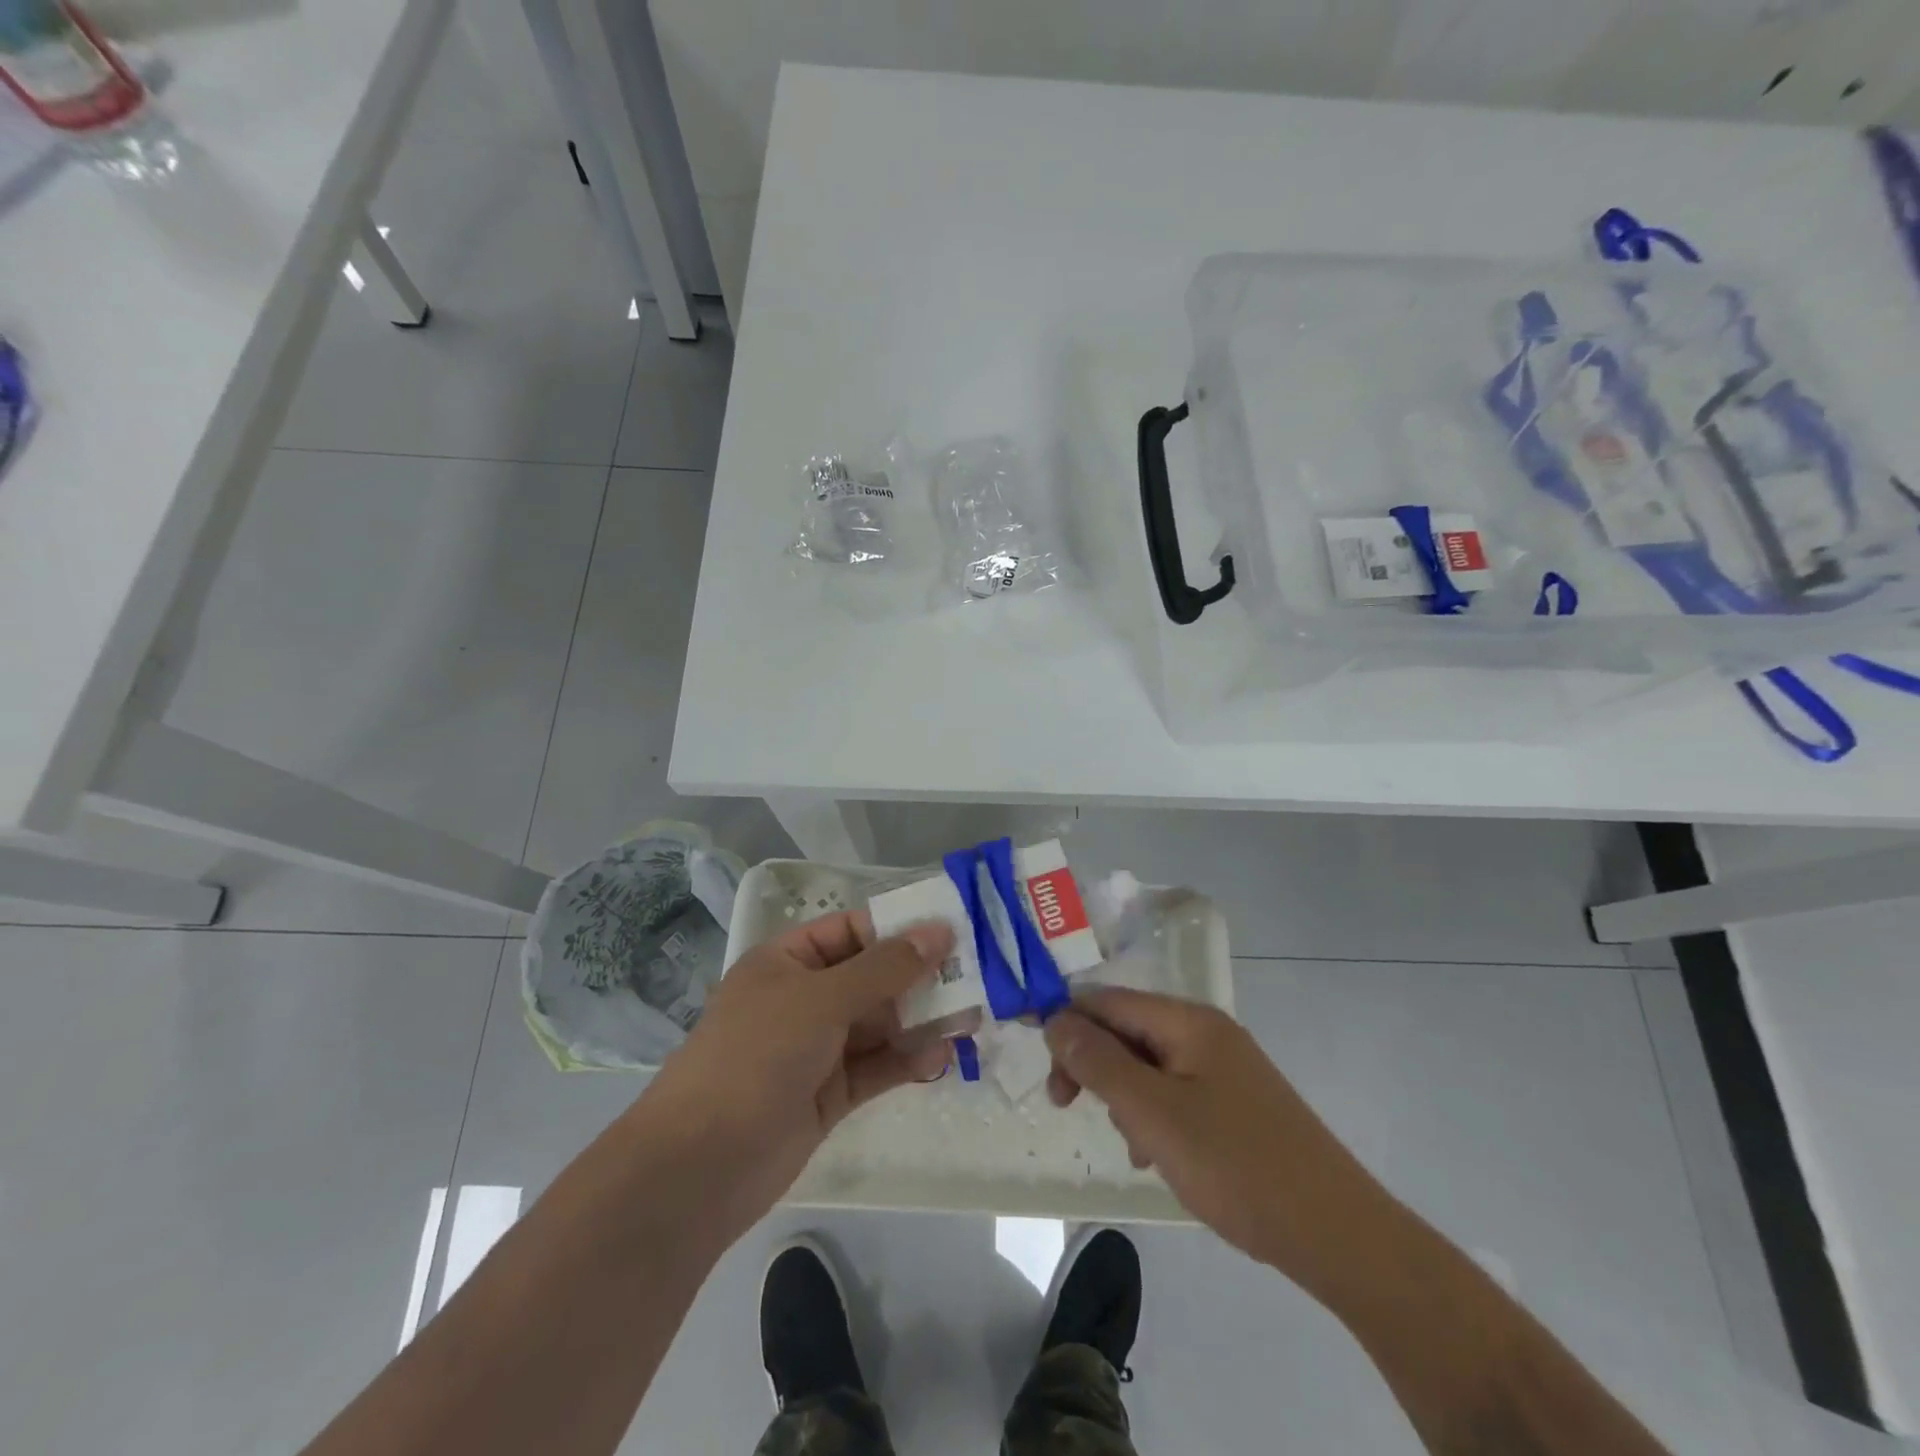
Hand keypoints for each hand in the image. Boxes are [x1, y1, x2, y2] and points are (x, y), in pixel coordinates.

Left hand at [639, 911, 962, 1232]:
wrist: (700, 1166)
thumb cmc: (758, 1055)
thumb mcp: (822, 999)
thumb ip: (885, 968)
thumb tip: (939, 931)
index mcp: (787, 962)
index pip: (851, 931)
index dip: (898, 928)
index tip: (950, 931)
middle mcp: (803, 999)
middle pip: (871, 978)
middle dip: (918, 978)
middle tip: (973, 978)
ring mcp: (816, 1048)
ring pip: (879, 1024)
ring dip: (920, 1022)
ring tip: (970, 1019)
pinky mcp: (829, 1093)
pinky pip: (876, 1067)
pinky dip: (906, 1061)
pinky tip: (940, 1059)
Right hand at [1044, 988, 1385, 1280]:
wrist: (1335, 1232)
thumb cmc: (1235, 1165)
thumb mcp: (1153, 1113)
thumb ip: (1099, 1062)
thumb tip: (1054, 1019)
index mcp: (1188, 1021)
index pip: (1107, 1001)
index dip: (1066, 1024)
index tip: (1041, 1067)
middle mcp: (1206, 1032)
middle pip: (1127, 1030)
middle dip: (1094, 1065)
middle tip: (1067, 1106)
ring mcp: (1224, 1068)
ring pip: (1148, 1065)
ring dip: (1124, 1096)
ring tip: (1132, 1144)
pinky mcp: (1235, 1103)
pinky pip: (1174, 1092)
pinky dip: (1153, 1116)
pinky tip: (1156, 1156)